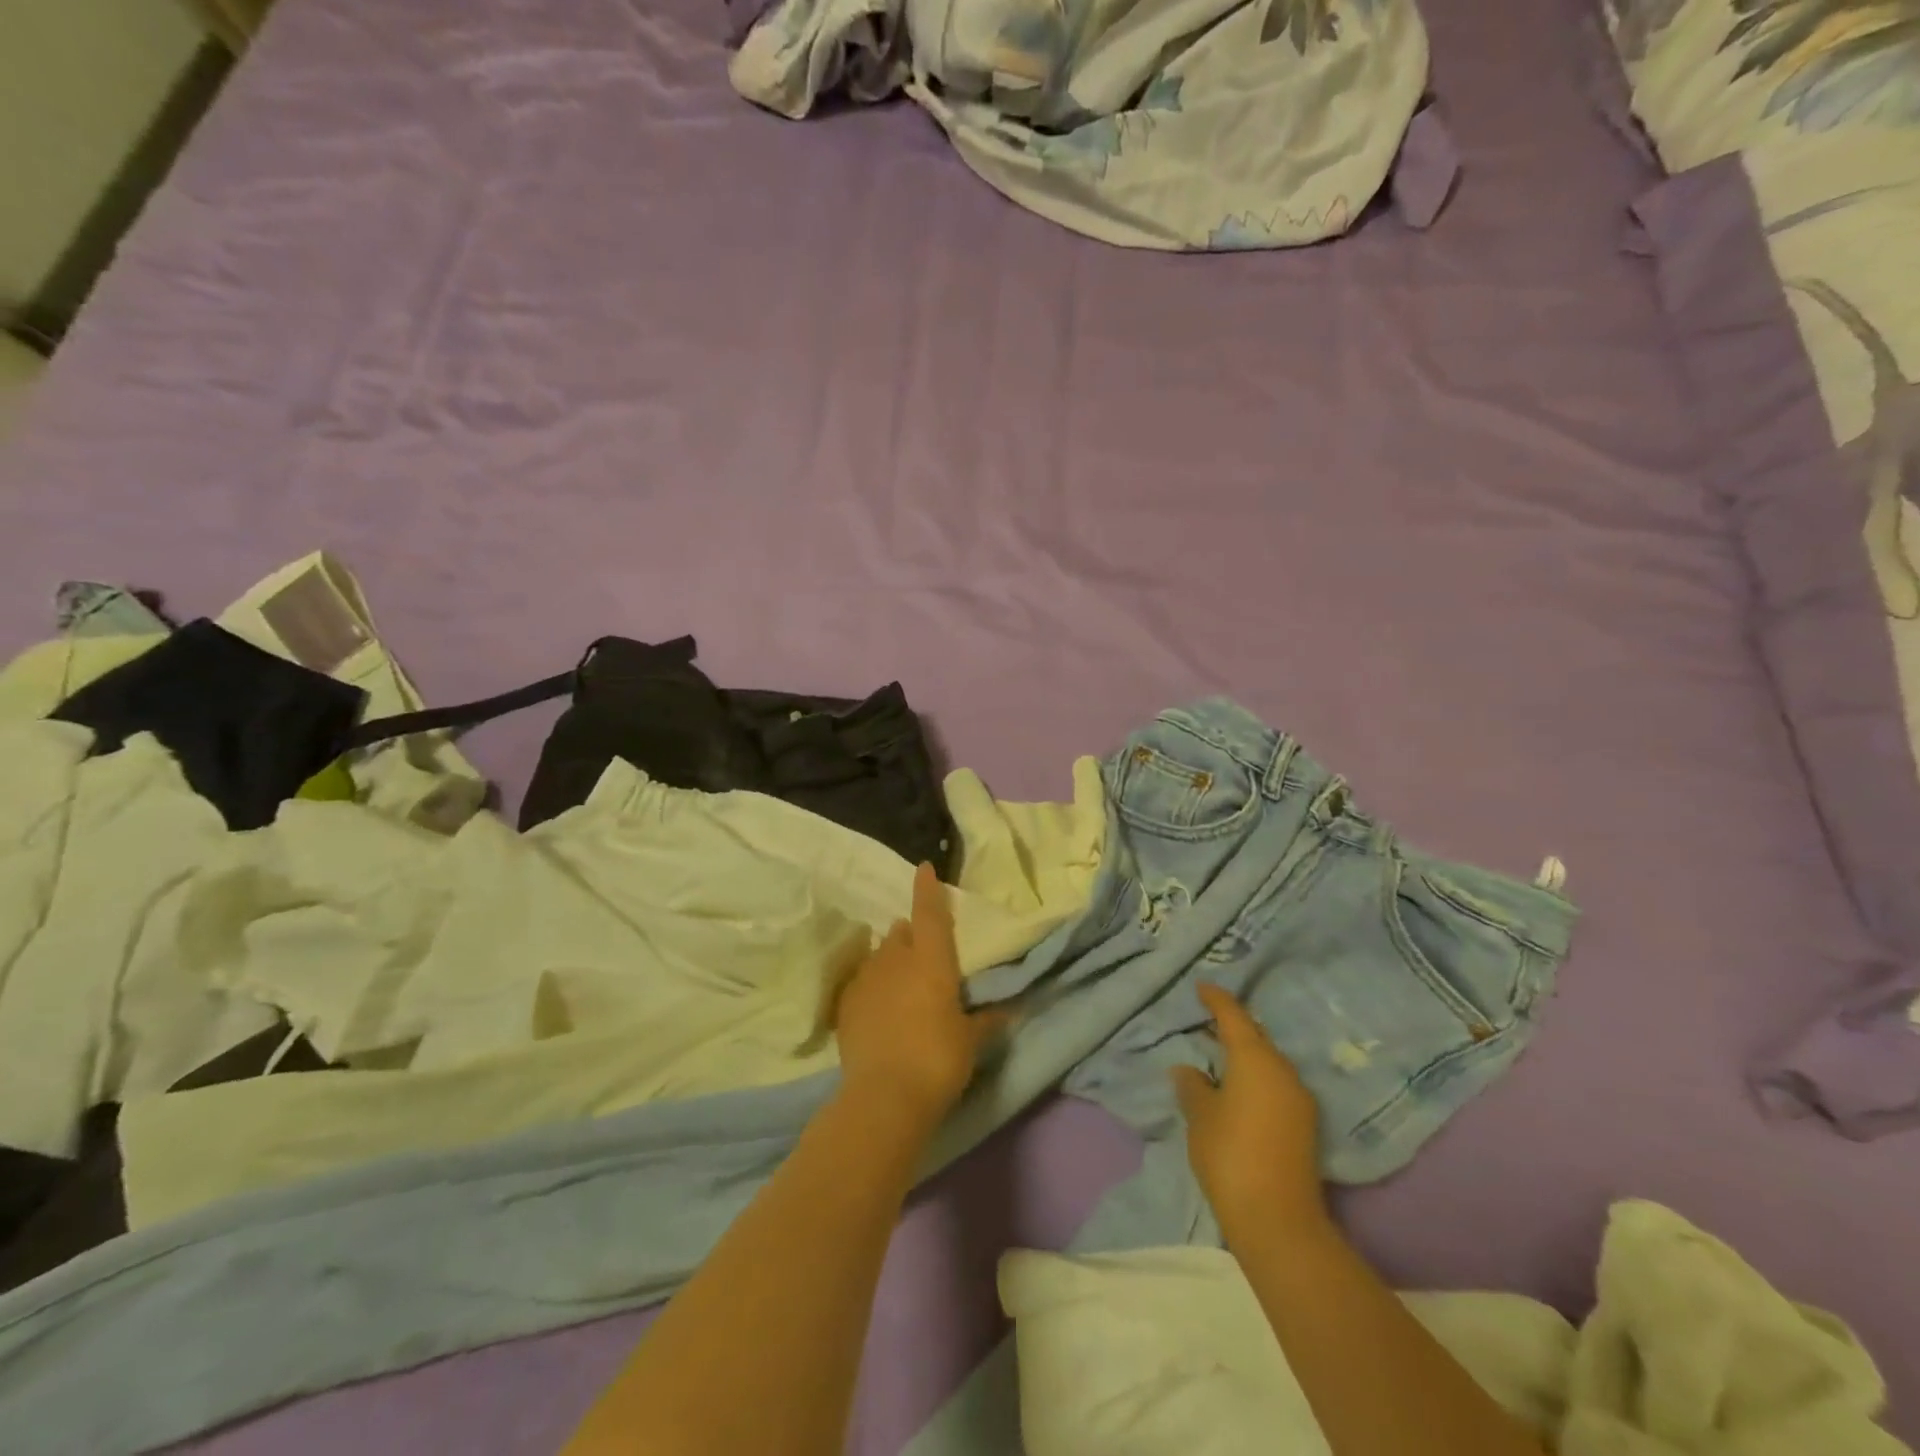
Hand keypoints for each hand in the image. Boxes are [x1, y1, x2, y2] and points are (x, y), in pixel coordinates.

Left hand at [832, 862, 1009, 1129]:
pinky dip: (872, 985)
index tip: (924, 868)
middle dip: (910, 934)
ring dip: (890, 959)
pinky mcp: (846, 1003)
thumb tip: (1009, 1010)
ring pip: (879, 955)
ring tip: (900, 980)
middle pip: (901, 933)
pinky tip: (878, 1005)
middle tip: (921, 949)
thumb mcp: (970, 1041)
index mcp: (932, 961)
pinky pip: (861, 982)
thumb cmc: (938, 1060)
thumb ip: (987, 1021)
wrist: (884, 1096)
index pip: (930, 914)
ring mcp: (867, 979)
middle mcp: (897, 960)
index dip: (928, 889)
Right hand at [1172, 983, 1329, 1244]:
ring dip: (1245, 1055)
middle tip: (1207, 1020)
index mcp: (1255, 1059)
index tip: (1202, 986)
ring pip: (1268, 1062)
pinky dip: (1256, 1077)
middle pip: (1256, 1037)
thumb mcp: (1200, 1116)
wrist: (1278, 1221)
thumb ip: (1192, 1086)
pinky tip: (1237, 1088)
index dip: (1217, 999)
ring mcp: (1299, 1099)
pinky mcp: (1305, 1126)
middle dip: (1233, 1026)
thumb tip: (1188, 1070)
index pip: (1234, 1016)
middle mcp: (1283, 1071)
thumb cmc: (1230, 1155)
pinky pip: (1276, 1085)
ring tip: (1219, 1055)